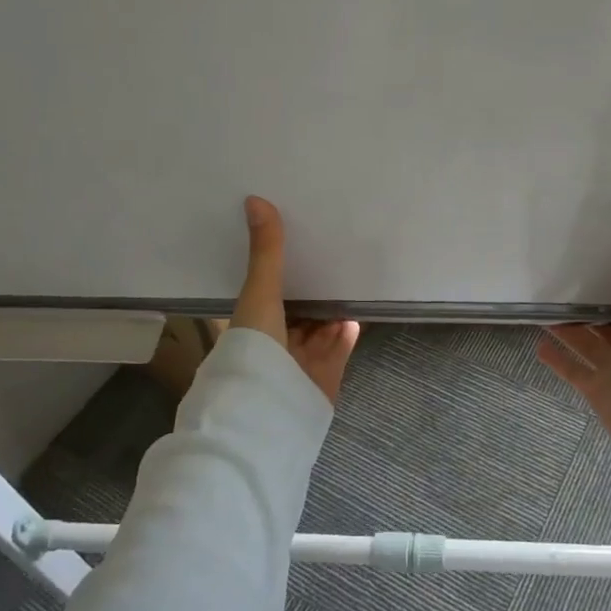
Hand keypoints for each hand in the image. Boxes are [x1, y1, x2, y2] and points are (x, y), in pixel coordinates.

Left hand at [231, 195, 359, 404]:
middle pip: (296, 308)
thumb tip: (255, 199)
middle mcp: (273, 341)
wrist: (269, 412)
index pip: (264, 289)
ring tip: (350, 272)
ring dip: (332, 306)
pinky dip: (348, 329)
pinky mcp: (325, 374)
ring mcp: (299, 360)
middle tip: (331, 250)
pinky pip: (339, 345)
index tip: (293, 239)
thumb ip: (266, 252)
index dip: (277, 268)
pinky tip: (360, 308)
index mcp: (250, 324)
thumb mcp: (259, 293)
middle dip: (311, 285)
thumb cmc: (254, 348)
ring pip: (319, 326)